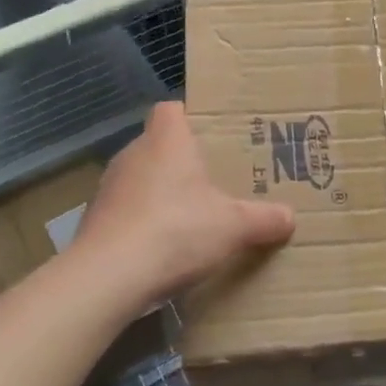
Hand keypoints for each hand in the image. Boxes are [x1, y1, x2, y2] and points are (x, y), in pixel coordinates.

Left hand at [72, 102, 294, 310]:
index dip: (191, 117)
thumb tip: (290, 217)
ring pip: (141, 179)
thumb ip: (264, 219)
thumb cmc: (176, 230)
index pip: (171, 109)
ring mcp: (109, 187)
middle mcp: (133, 154)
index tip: (213, 136)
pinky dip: (142, 222)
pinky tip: (161, 248)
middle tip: (213, 180)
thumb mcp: (234, 227)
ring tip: (190, 217)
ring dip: (160, 194)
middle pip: (159, 145)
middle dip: (183, 161)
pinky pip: (126, 211)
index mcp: (167, 140)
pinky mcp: (95, 220)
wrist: (108, 276)